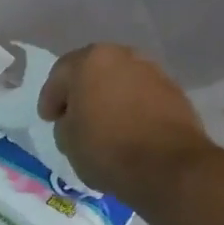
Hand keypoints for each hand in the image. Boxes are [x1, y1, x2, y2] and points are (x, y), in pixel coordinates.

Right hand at [38, 43, 212, 199]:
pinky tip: (127, 129)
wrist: (170, 168)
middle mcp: (123, 56)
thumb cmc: (107, 148)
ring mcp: (153, 72)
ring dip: (109, 98)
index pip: (59, 76)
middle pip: (93, 72)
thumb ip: (65, 121)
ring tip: (103, 124)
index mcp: (90, 60)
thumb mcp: (66, 139)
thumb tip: (76, 119)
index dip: (50, 99)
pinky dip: (132, 108)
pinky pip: (142, 96)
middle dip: (82, 92)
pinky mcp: (175, 93)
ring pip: (120, 82)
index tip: (48, 119)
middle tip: (73, 116)